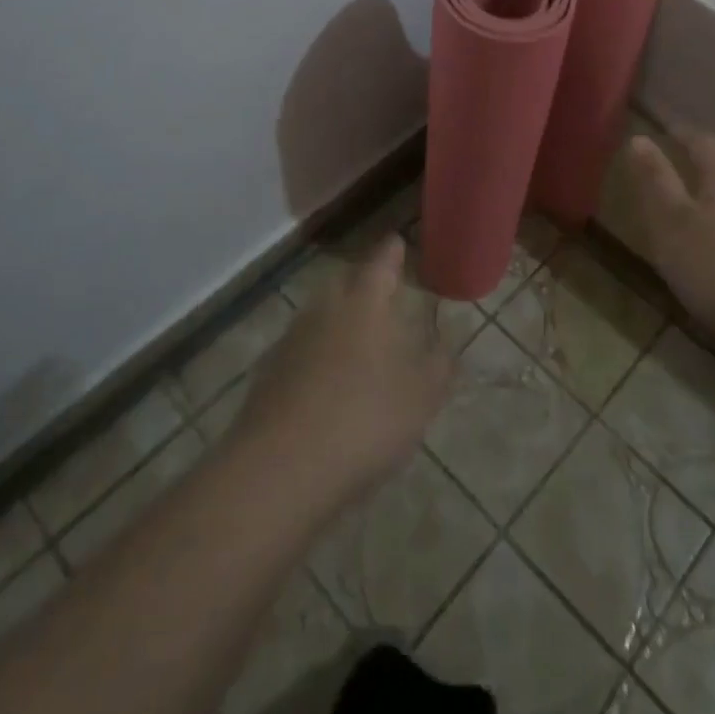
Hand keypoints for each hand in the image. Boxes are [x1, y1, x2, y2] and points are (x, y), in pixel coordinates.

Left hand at [230, 237, 453, 514]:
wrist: (279, 470)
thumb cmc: (364, 419)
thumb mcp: (422, 395)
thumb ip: (439, 363)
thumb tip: (447, 340)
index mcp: (365, 302)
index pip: (381, 261)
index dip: (393, 251)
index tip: (399, 243)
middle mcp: (324, 309)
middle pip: (345, 282)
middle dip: (364, 283)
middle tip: (384, 296)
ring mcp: (291, 340)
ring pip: (320, 315)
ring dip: (339, 321)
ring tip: (360, 344)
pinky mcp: (268, 374)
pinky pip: (301, 350)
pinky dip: (316, 356)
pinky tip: (327, 385)